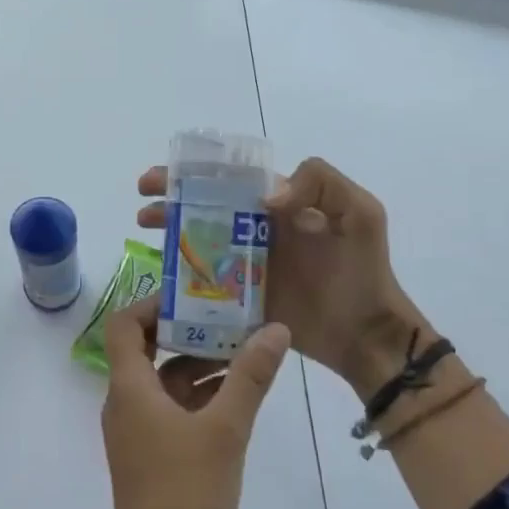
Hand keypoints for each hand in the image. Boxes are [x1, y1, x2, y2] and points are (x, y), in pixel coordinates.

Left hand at [99, 295, 289, 508]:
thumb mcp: (226, 429)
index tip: (192, 297)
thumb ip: (250, 376)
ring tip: (245, 351)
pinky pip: (171, 408)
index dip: (152, 305)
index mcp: (130, 388)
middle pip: (148, 350)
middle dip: (188, 333)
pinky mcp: (151, 451)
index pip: (124, 326)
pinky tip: (237, 393)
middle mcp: (126, 402)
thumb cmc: (187, 490)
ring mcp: (137, 429)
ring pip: (164, 381)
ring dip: (199, 364)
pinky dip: (198, 395)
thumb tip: (275, 329)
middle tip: (230, 318)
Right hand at [137, 157, 424, 399]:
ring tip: (144, 231)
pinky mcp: (239, 299)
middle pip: (205, 209)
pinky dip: (179, 278)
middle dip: (169, 201)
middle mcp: (256, 231)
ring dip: (169, 234)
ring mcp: (245, 266)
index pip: (229, 181)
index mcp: (279, 206)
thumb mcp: (360, 214)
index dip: (194, 175)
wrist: (366, 334)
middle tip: (142, 208)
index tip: (163, 179)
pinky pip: (204, 284)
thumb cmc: (363, 271)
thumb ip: (322, 185)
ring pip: (198, 243)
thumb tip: (266, 197)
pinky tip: (160, 278)